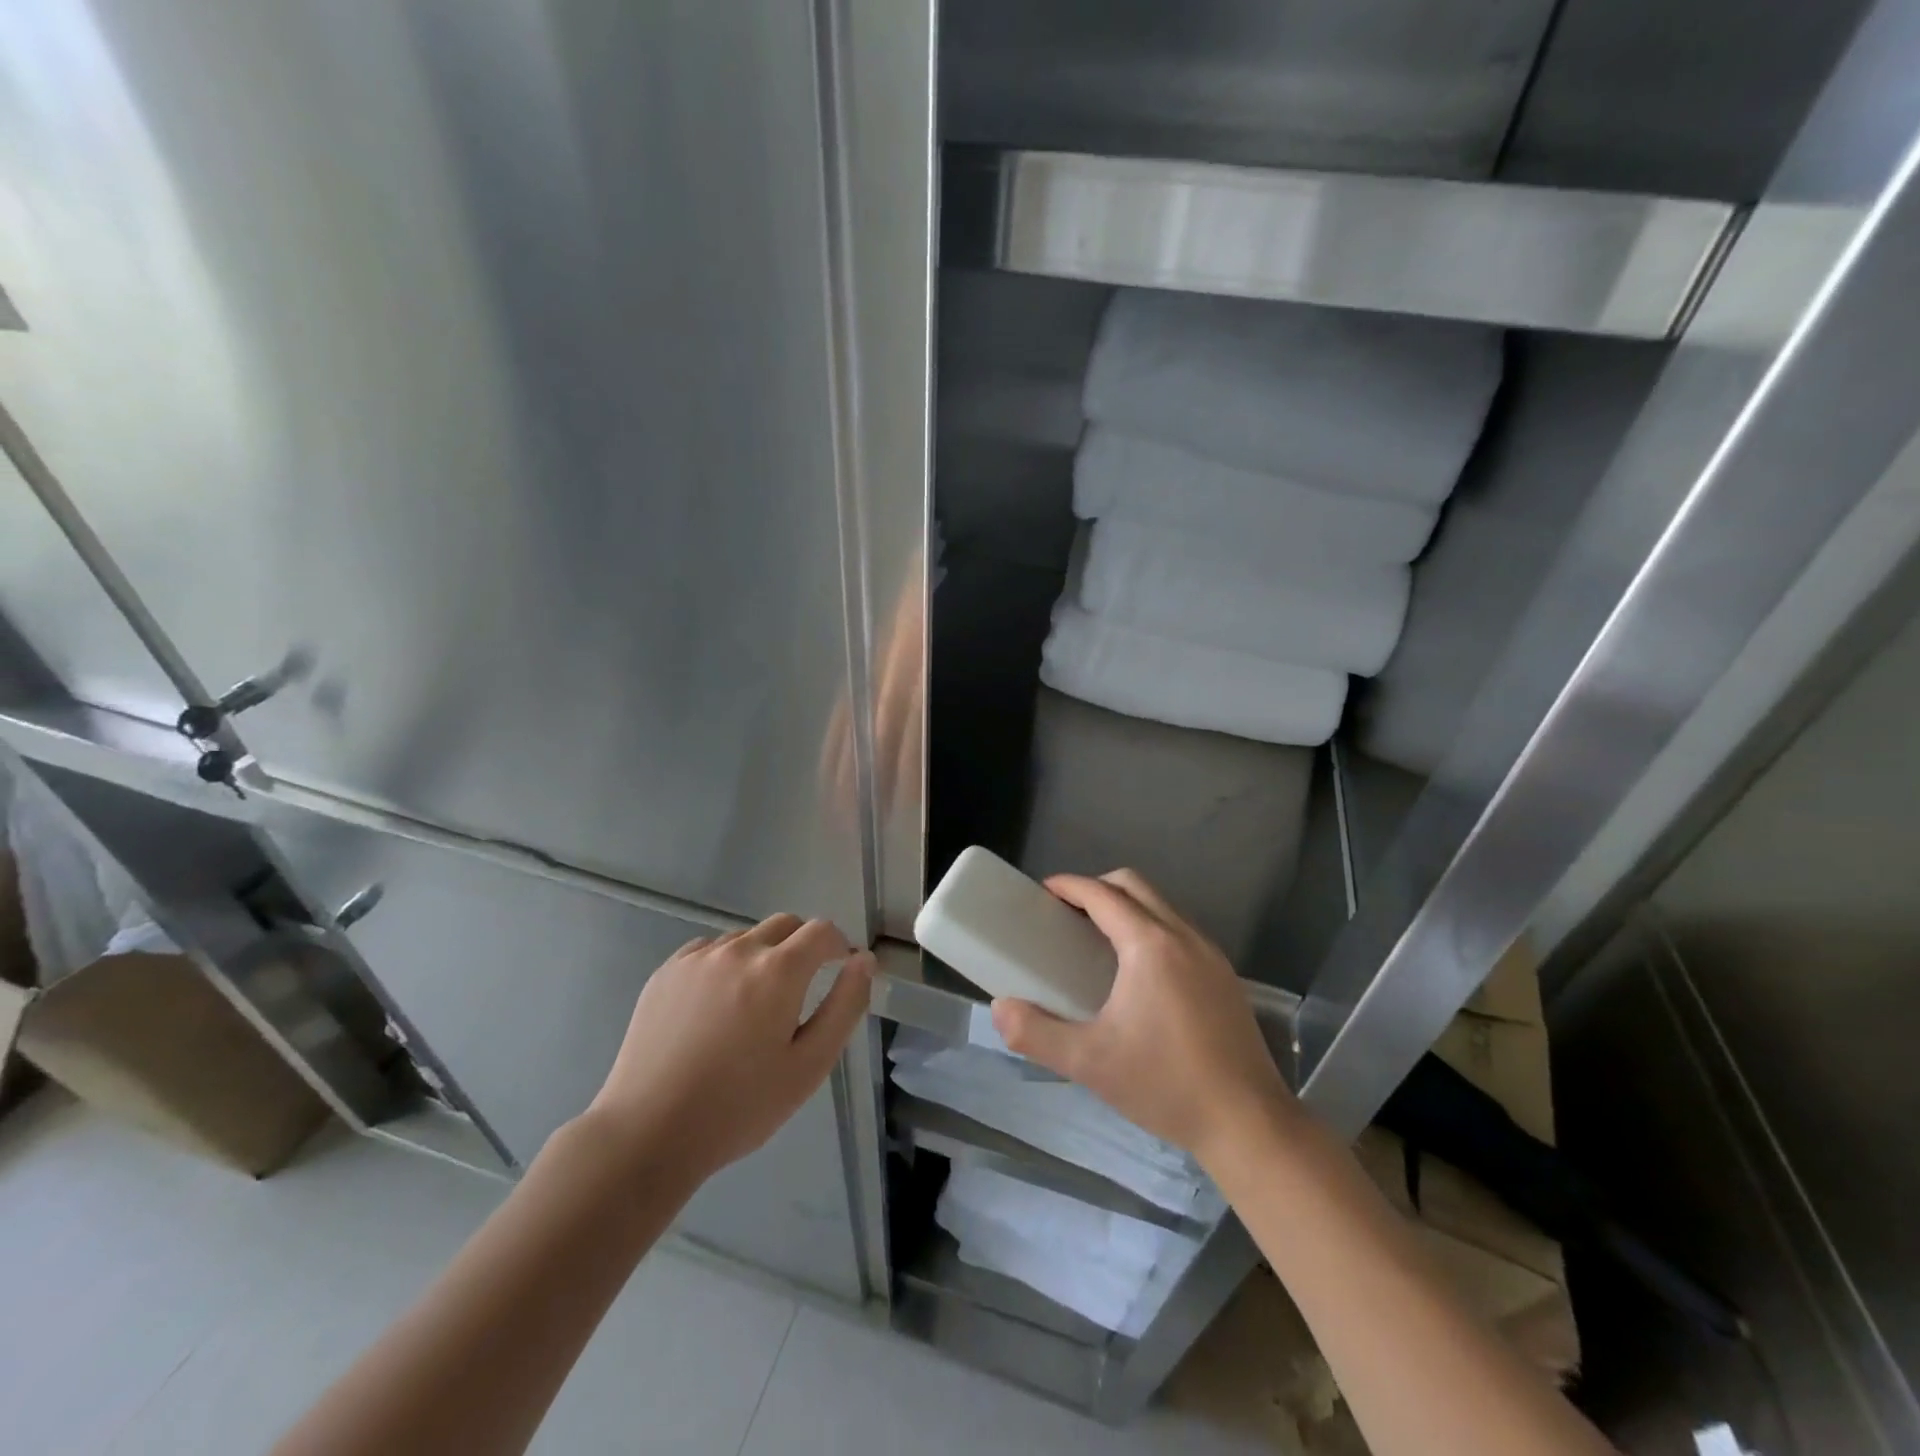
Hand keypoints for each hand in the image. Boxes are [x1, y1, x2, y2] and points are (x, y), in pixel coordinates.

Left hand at [585, 914, 873, 1183]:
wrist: (647, 1132)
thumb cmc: (739, 1106)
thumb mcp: (809, 1065)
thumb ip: (845, 1005)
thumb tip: (863, 961)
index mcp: (778, 970)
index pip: (822, 931)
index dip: (839, 945)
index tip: (842, 970)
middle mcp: (739, 950)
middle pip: (785, 925)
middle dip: (804, 946)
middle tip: (802, 990)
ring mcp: (698, 957)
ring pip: (747, 938)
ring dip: (763, 956)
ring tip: (754, 1006)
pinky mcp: (667, 971)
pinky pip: (710, 951)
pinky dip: (726, 965)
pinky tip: (717, 1008)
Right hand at [991, 871, 1295, 1169]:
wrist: (1249, 1124)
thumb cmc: (1165, 1084)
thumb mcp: (1089, 1062)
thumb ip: (1036, 1033)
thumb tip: (1000, 1008)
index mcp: (1150, 945)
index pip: (1102, 893)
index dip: (1069, 885)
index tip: (1042, 892)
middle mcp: (1184, 936)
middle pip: (1134, 885)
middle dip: (1097, 887)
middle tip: (1067, 914)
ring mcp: (1211, 955)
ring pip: (1162, 906)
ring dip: (1127, 907)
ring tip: (1097, 941)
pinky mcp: (1225, 977)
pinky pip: (1180, 930)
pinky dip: (1151, 928)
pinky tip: (1138, 974)